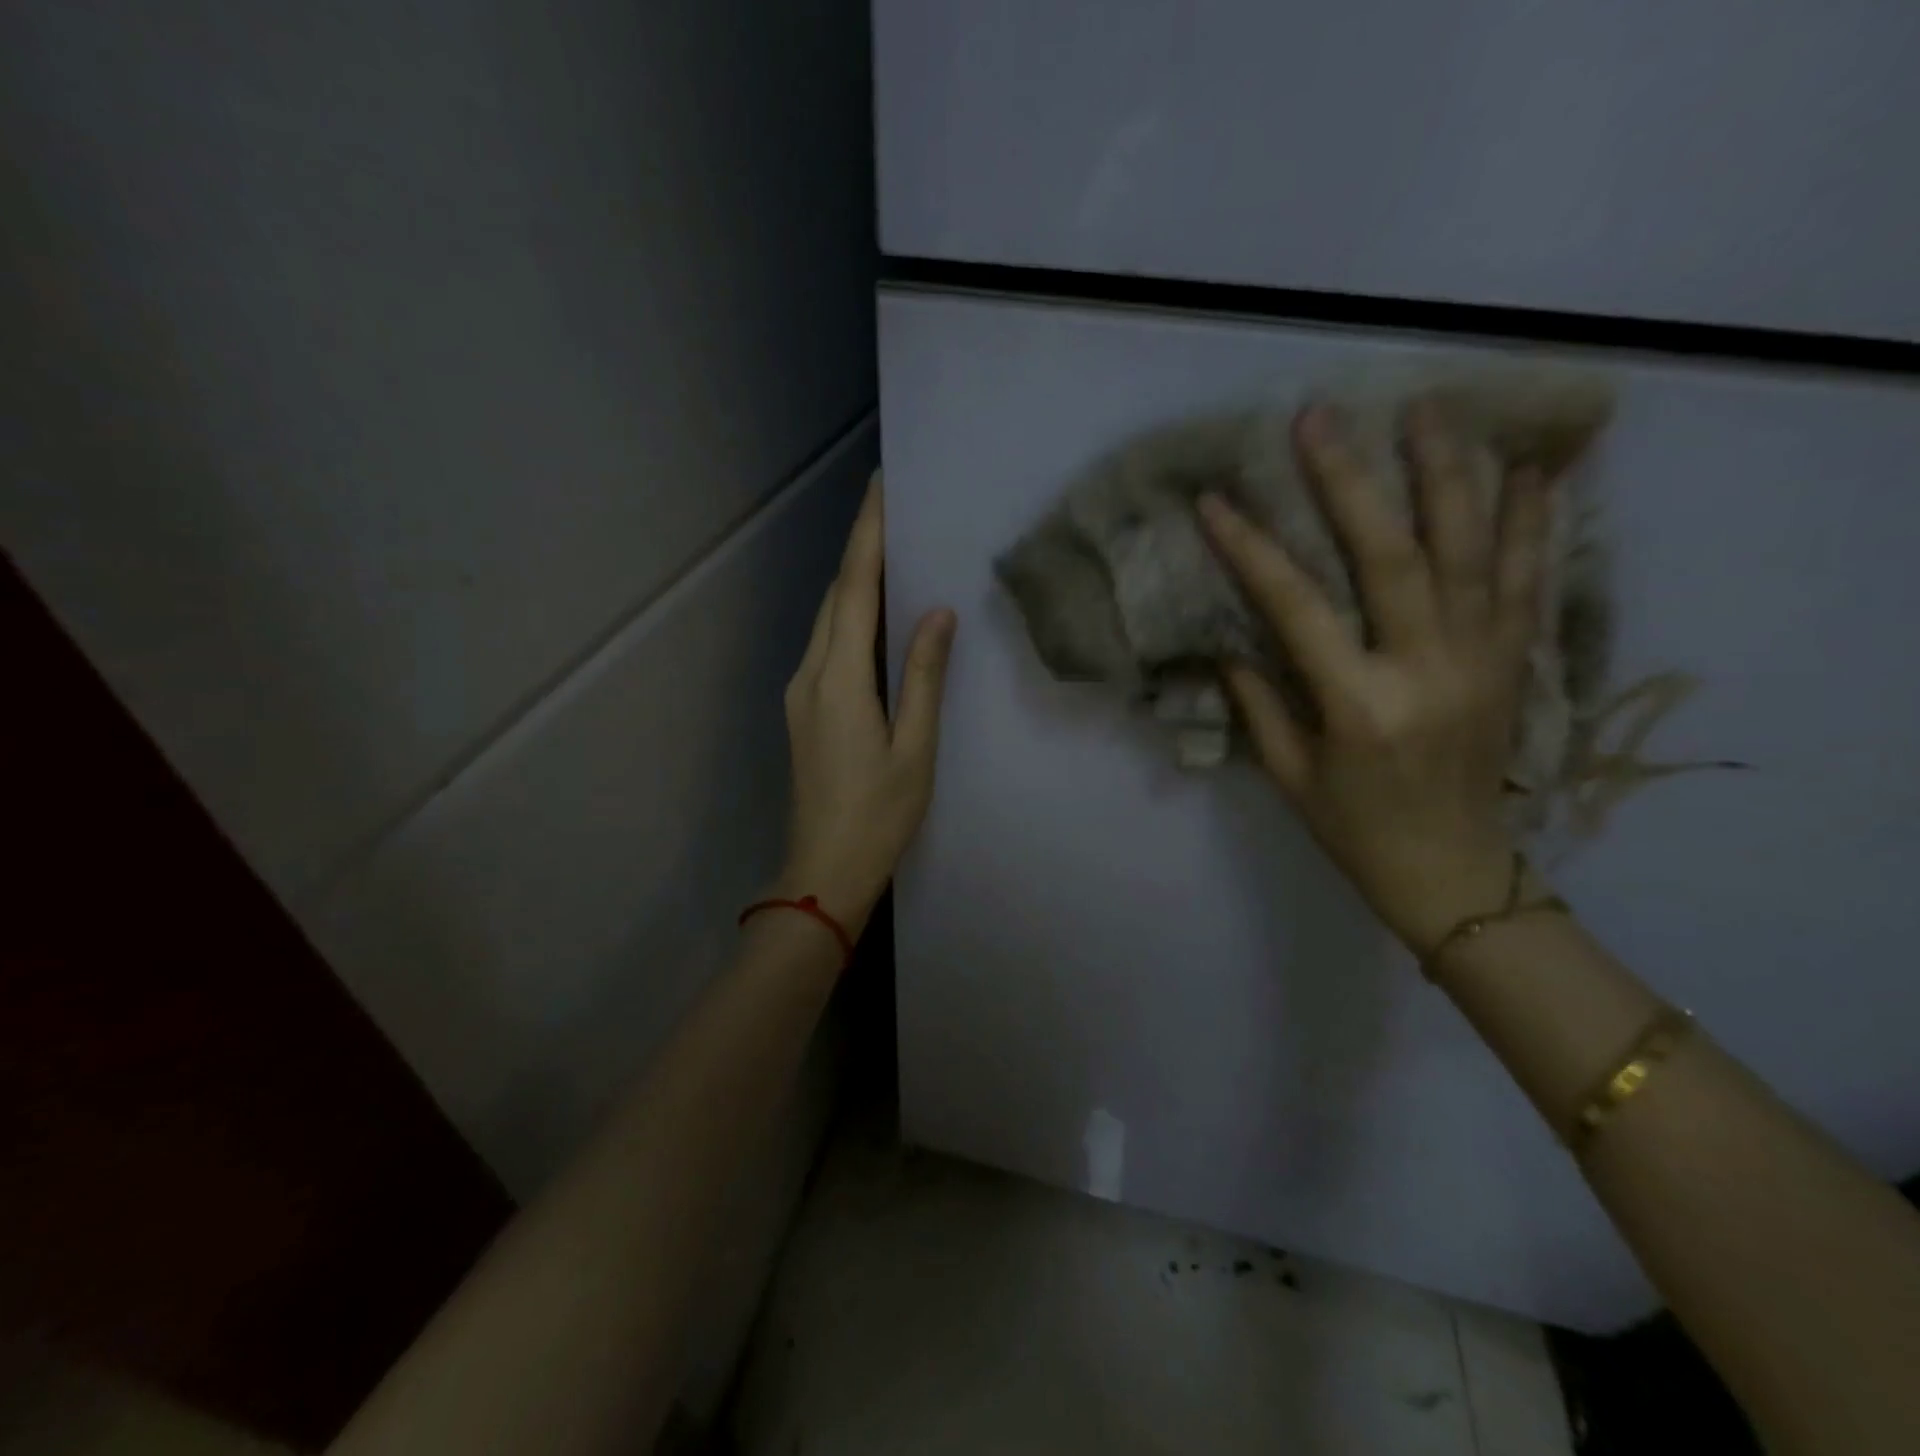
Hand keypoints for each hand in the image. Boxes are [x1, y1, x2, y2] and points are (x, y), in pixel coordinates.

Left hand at [774, 475, 956, 938]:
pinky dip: (849, 618)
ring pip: (828, 621)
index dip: (867, 536)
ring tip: (891, 553)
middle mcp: (810, 675)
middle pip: (835, 598)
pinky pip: (827, 647)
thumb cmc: (879, 814)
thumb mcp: (915, 747)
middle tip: (896, 512)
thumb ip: (924, 676)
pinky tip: (876, 617)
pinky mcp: (803, 710)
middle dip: (861, 550)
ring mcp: (800, 693)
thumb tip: (936, 613)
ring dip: (854, 583)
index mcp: (839, 679)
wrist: (823, 870)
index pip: (853, 589)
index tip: (881, 488)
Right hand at [1198, 400, 1552, 953]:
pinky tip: (1529, 467)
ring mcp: (1481, 659)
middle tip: (1320, 419)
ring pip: (1469, 548)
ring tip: (1428, 410)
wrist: (1453, 870)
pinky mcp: (1514, 660)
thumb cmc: (1353, 828)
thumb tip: (1229, 640)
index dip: (1251, 549)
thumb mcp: (1287, 773)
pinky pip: (1527, 577)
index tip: (1217, 501)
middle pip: (1389, 555)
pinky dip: (1532, 519)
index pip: (1295, 607)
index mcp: (1357, 705)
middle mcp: (1426, 669)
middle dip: (1350, 481)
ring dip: (1448, 474)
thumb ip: (1258, 700)